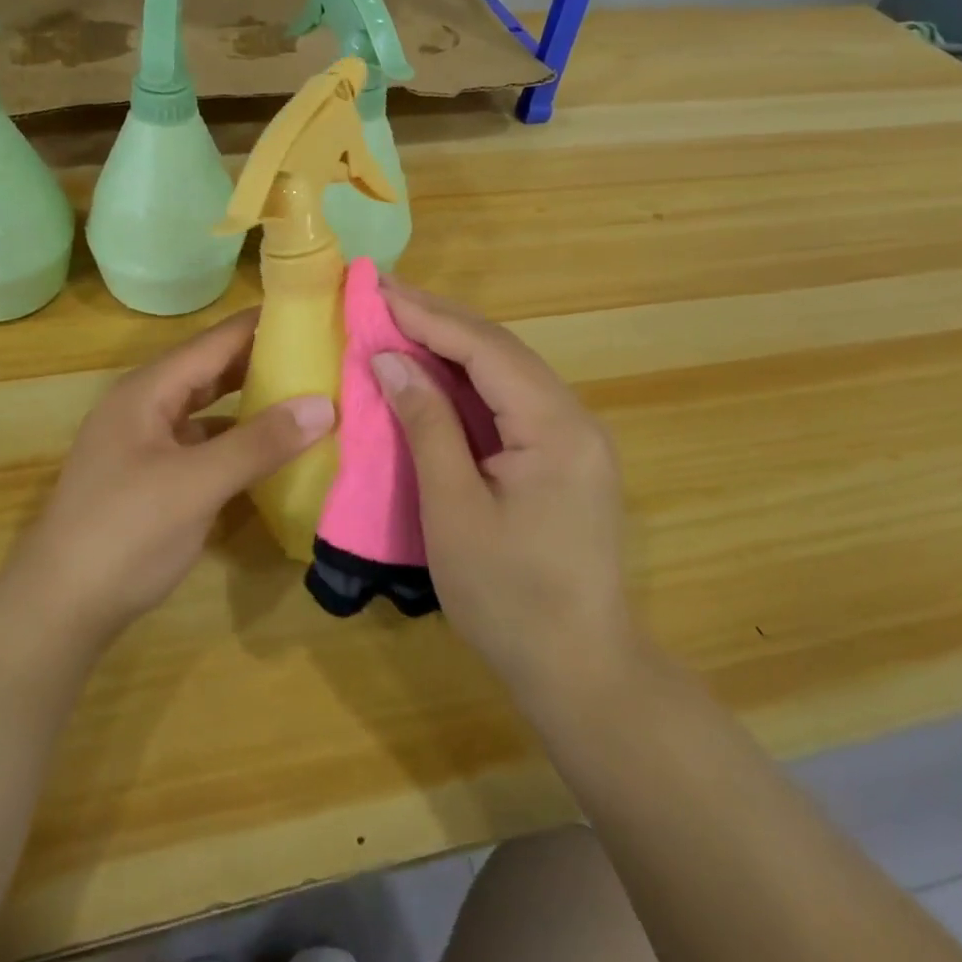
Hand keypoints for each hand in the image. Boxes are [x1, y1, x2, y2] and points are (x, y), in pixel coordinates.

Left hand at [11, 309, 333, 650]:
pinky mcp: (150, 478)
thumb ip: (260, 443)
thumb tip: (325, 405)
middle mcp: (145, 406)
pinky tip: (269, 452)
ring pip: (207, 409)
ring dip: (251, 403)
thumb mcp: (197, 484)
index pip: (216, 341)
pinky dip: (235, 442)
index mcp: (148, 390)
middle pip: (211, 370)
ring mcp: (145, 443)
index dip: (264, 324)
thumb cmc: (125, 534)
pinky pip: (201, 444)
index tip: (316, 314)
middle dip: (263, 362)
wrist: (57, 612)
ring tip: (306, 396)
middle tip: (322, 356)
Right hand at [370, 280, 628, 714]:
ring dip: (454, 344)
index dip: (428, 316)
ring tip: (401, 319)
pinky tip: (436, 371)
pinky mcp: (565, 456)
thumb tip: (390, 359)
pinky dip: (469, 379)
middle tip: (383, 292)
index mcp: (555, 427)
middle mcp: (574, 418)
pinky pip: (512, 399)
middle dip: (440, 318)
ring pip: (507, 370)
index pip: (485, 348)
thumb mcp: (454, 509)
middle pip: (501, 349)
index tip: (377, 289)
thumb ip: (426, 425)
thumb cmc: (509, 597)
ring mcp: (575, 437)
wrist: (583, 672)